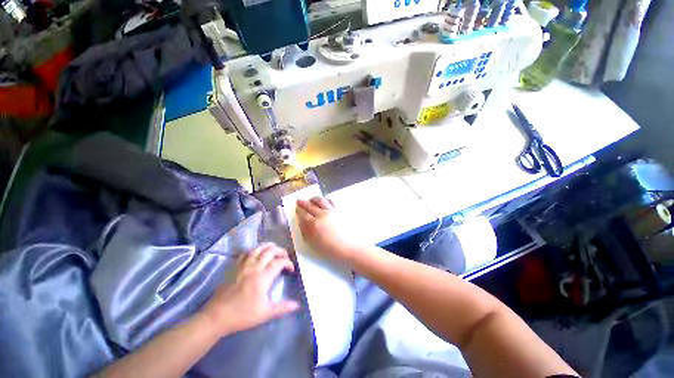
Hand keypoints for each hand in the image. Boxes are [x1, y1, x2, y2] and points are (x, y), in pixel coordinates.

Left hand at [201, 243, 299, 335]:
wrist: (216, 317)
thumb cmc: (241, 315)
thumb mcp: (264, 314)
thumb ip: (282, 308)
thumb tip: (297, 305)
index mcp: (262, 277)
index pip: (279, 262)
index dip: (288, 263)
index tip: (291, 270)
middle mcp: (254, 267)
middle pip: (270, 251)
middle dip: (281, 251)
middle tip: (285, 257)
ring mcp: (243, 266)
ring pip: (258, 248)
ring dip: (268, 247)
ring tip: (274, 250)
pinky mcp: (234, 268)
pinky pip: (245, 253)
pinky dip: (254, 250)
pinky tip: (257, 253)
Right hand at [296, 197, 361, 262]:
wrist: (352, 247)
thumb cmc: (333, 250)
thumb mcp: (315, 245)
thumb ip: (307, 233)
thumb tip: (302, 224)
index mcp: (314, 224)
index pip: (303, 215)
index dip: (299, 211)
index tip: (297, 208)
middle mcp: (322, 214)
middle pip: (310, 205)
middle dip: (303, 203)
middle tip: (299, 201)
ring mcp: (332, 210)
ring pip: (320, 200)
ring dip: (314, 199)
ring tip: (311, 199)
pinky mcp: (340, 210)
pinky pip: (331, 201)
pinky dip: (326, 199)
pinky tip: (326, 200)